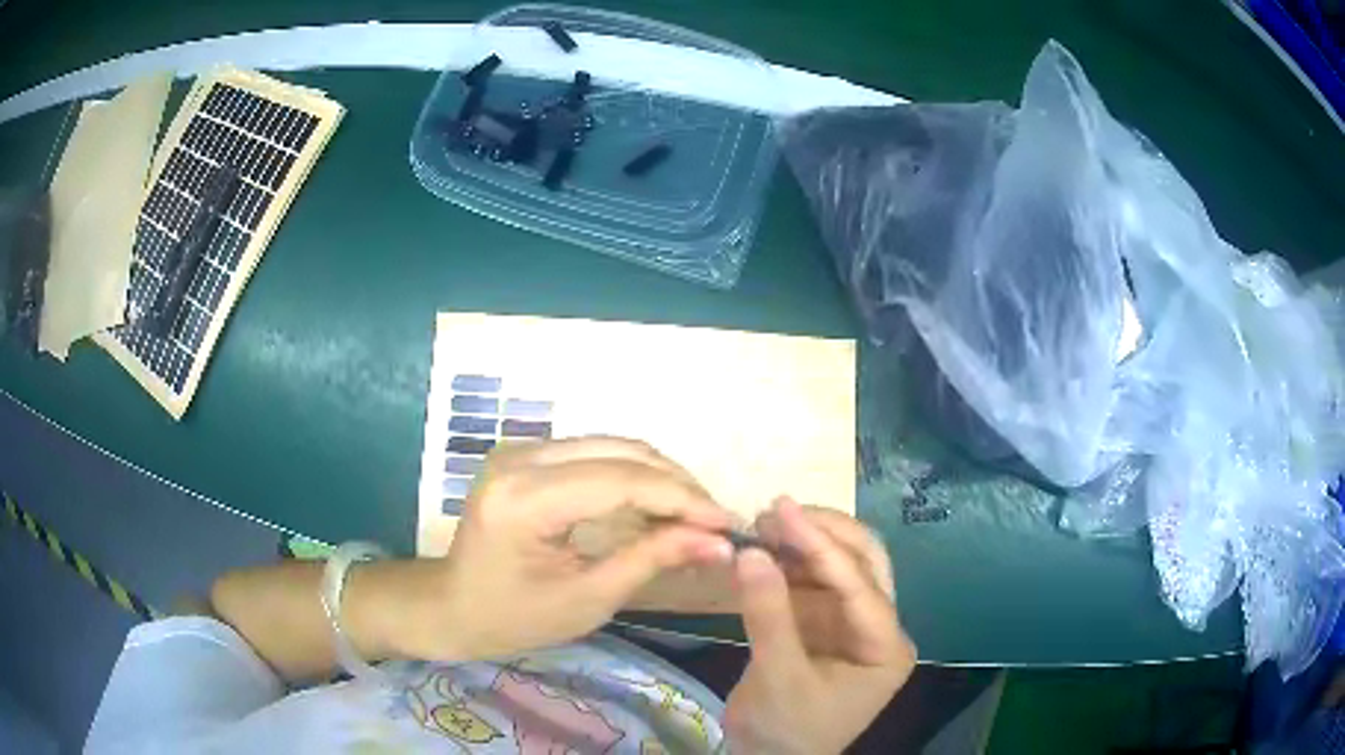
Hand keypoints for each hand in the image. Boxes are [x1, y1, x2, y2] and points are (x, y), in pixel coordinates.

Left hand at [428, 437, 734, 661]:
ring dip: (659, 476)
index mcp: (523, 500)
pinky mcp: (526, 455)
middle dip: (676, 483)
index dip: (681, 498)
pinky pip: (594, 454)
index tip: (727, 524)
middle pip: (619, 451)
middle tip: (714, 522)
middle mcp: (518, 458)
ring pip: (611, 445)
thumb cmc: (513, 618)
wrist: (453, 607)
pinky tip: (657, 504)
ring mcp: (519, 450)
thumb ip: (651, 559)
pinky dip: (633, 476)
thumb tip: (718, 542)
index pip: (620, 480)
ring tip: (694, 515)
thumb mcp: (587, 599)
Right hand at [724, 498, 914, 754]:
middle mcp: (878, 627)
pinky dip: (787, 562)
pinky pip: (811, 582)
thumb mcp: (778, 677)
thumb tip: (751, 551)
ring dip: (803, 542)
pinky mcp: (823, 624)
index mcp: (886, 647)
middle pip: (863, 563)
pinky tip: (761, 549)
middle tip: (773, 511)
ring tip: (761, 523)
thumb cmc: (785, 730)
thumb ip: (768, 614)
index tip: (782, 509)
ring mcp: (851, 623)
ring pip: (839, 566)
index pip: (859, 587)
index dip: (821, 546)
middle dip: (822, 533)